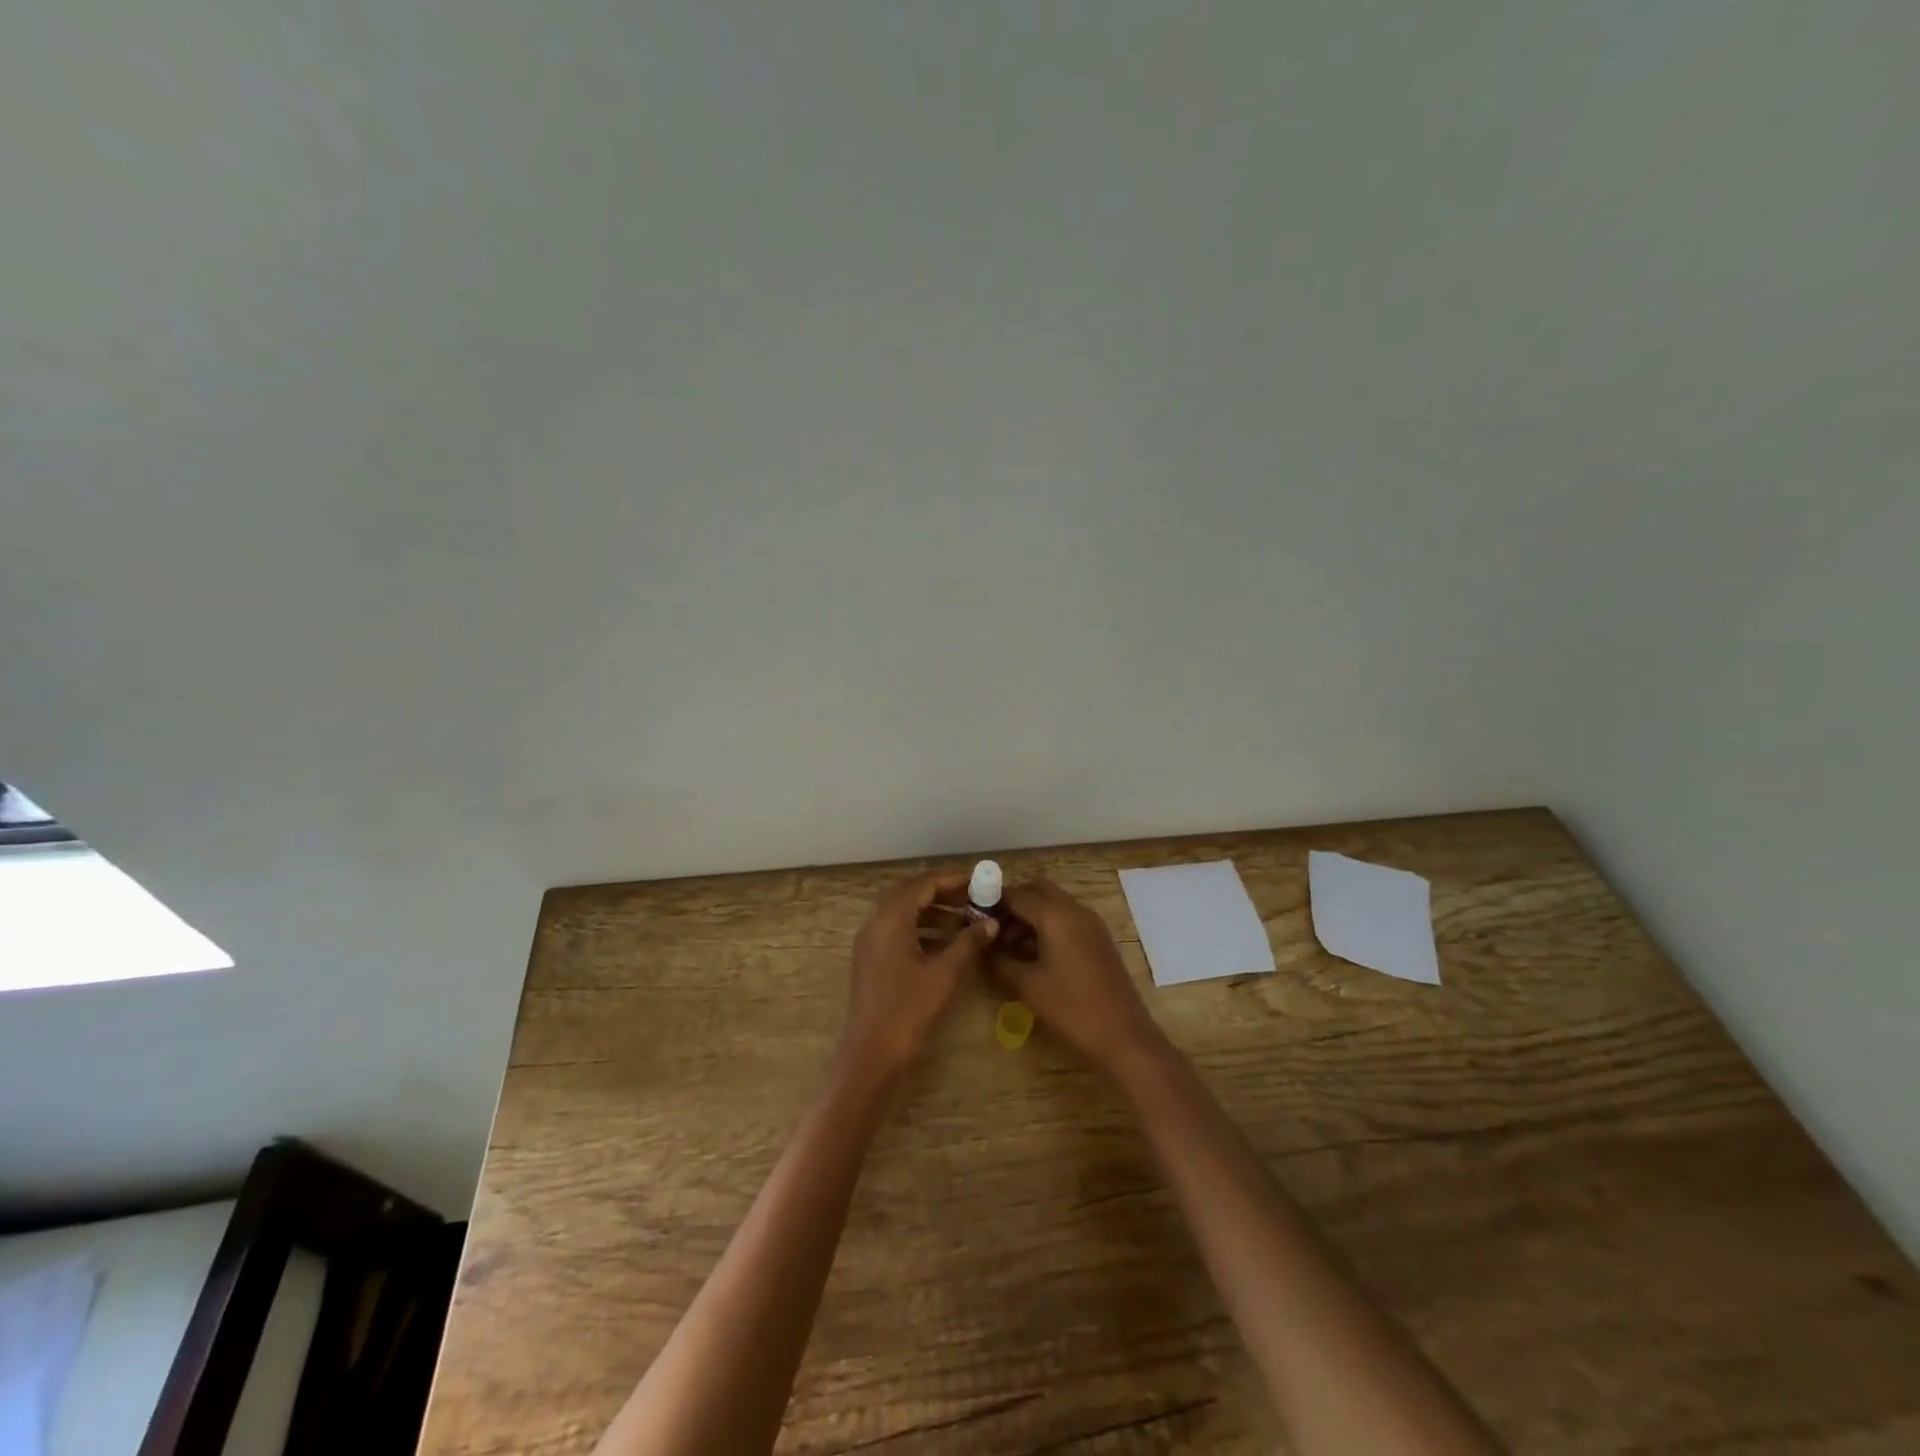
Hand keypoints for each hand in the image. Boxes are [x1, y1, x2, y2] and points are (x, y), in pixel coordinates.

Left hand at [842, 872, 996, 1080]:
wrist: (872, 1054)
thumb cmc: (909, 1010)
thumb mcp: (945, 974)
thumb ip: (969, 943)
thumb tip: (991, 922)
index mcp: (891, 919)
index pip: (923, 884)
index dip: (951, 879)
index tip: (978, 880)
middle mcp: (876, 923)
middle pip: (909, 892)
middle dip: (940, 890)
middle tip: (970, 896)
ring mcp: (870, 942)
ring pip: (902, 911)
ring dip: (931, 910)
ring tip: (964, 918)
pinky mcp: (871, 960)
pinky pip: (897, 930)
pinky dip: (920, 927)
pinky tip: (945, 942)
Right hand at [997, 879, 1168, 1074]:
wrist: (1124, 1036)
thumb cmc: (1072, 1008)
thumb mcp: (1027, 985)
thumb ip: (999, 961)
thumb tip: (980, 948)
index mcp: (1056, 915)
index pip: (1017, 894)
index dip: (992, 901)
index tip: (971, 916)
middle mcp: (1075, 910)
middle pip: (1037, 890)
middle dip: (1012, 904)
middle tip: (991, 929)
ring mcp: (1090, 924)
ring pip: (1053, 904)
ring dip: (1029, 916)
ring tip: (1007, 947)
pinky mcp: (1097, 939)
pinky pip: (1066, 920)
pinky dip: (1046, 927)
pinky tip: (1031, 955)